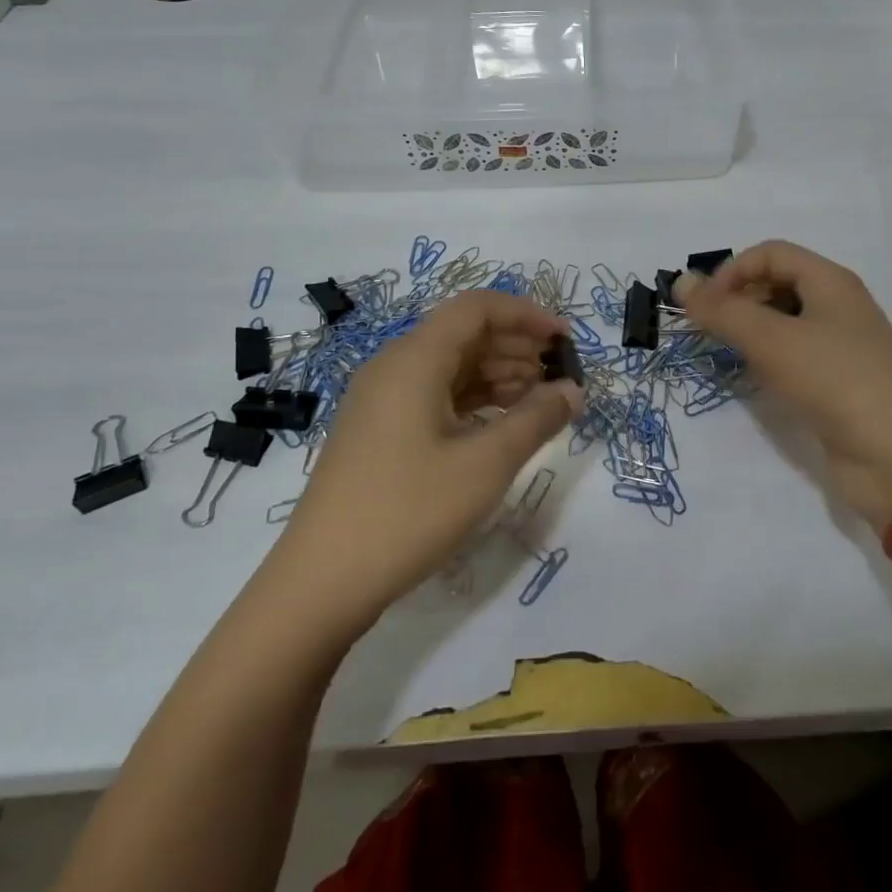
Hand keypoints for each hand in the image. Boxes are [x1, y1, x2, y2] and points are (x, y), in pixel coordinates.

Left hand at [277, 290, 581, 634]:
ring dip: (499, 373)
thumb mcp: (485, 465)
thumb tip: (572, 390)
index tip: (565, 341)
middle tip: (560, 375)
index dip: (527, 315)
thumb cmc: (407, 513)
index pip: (477, 308)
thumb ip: (536, 419)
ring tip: (540, 400)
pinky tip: (501, 423)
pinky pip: (435, 394)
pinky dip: (474, 399)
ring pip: (451, 366)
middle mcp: (394, 367)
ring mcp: (382, 400)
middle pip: (464, 333)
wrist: (319, 584)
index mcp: (414, 359)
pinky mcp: (379, 431)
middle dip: (518, 345)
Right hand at [676, 241, 891, 529]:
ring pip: (784, 323)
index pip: (770, 253)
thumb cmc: (836, 381)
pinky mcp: (837, 383)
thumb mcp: (773, 341)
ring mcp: (840, 346)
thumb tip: (681, 281)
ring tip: (729, 356)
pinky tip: (757, 381)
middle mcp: (837, 306)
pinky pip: (794, 356)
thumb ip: (723, 311)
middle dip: (739, 301)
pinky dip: (769, 361)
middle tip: (709, 333)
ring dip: (751, 332)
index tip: (704, 308)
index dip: (732, 271)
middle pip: (777, 283)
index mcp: (831, 281)